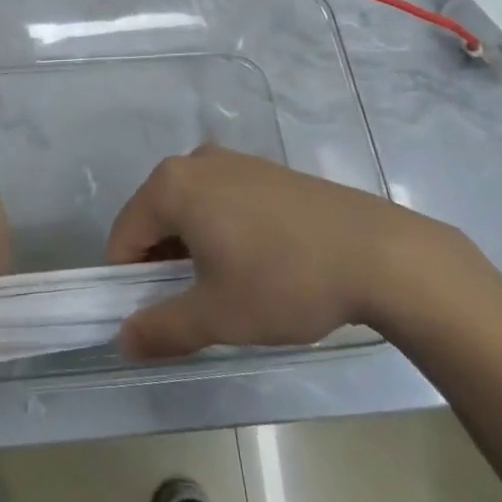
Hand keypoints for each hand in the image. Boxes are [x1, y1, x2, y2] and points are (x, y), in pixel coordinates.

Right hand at [104, 145, 473, 359]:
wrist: (378, 253)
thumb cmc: (283, 280)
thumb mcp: (217, 315)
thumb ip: (161, 328)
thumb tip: (123, 339)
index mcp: (172, 185)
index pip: (124, 236)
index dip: (127, 282)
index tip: (153, 317)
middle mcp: (196, 162)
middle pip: (155, 218)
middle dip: (161, 265)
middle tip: (192, 307)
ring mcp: (235, 161)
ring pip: (190, 210)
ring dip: (192, 251)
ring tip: (228, 291)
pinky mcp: (266, 171)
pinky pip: (222, 201)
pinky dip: (221, 233)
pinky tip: (257, 266)